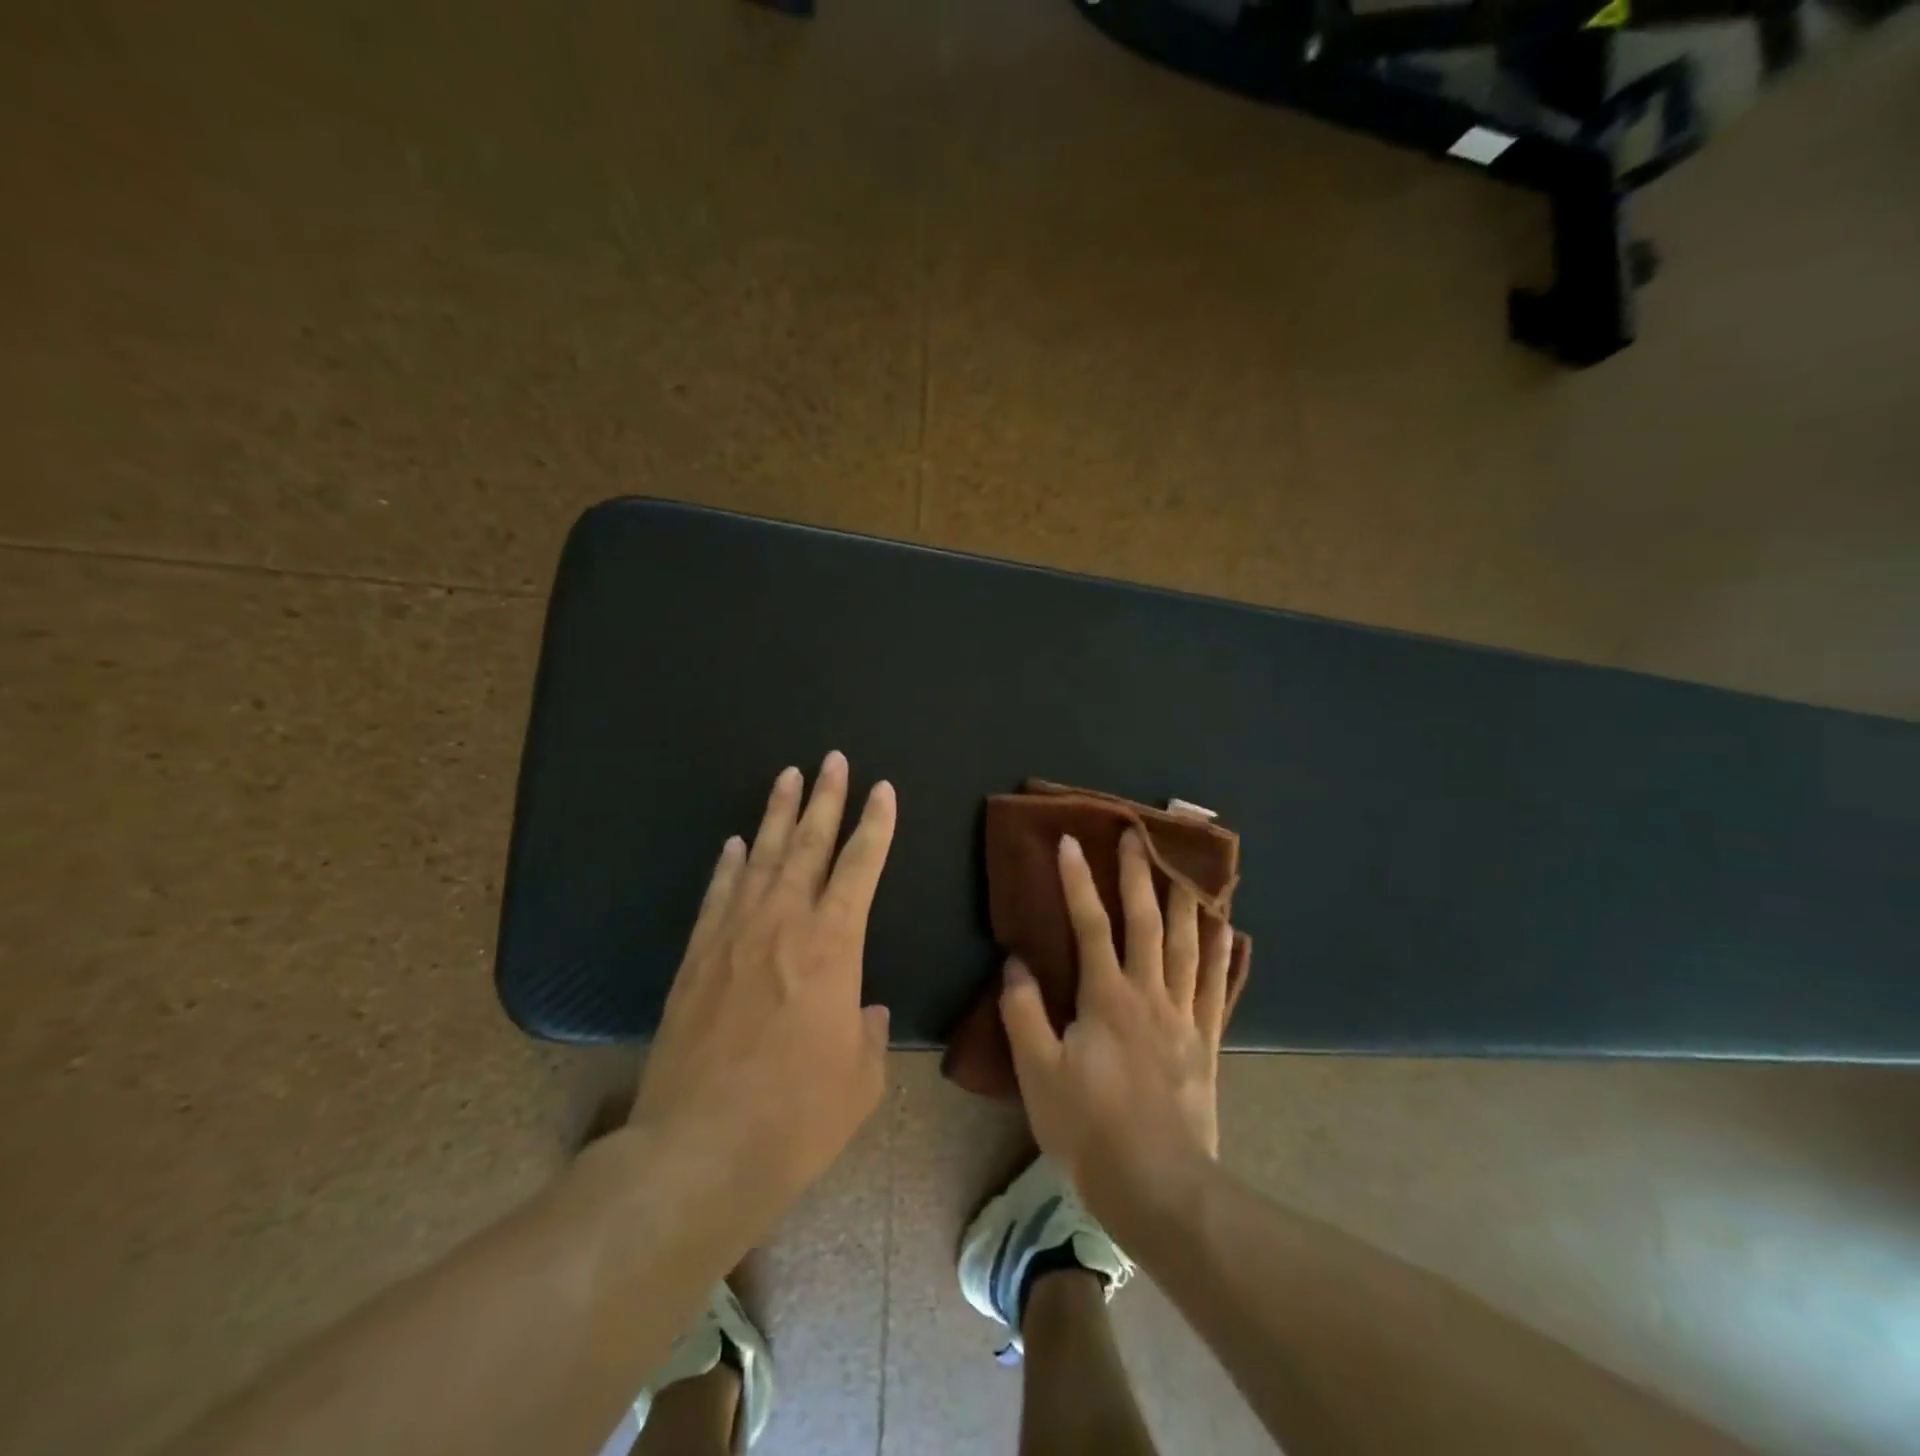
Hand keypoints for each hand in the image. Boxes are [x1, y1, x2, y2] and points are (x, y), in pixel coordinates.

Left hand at [629, 752, 894, 1237]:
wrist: (698, 1150)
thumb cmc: (797, 1116)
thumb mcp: (860, 1079)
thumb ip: (868, 1033)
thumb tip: (863, 1010)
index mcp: (834, 946)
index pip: (860, 867)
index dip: (875, 825)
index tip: (882, 789)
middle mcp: (784, 924)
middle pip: (808, 845)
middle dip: (825, 798)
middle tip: (832, 760)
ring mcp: (734, 936)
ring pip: (761, 858)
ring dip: (777, 815)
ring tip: (787, 776)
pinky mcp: (696, 958)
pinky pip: (718, 895)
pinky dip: (729, 865)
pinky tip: (736, 844)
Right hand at [999, 829, 1232, 1233]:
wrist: (1158, 1187)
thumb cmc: (1089, 1128)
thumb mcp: (1037, 1073)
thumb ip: (1023, 1013)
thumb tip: (1016, 962)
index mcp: (1106, 997)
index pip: (1089, 925)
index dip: (1077, 881)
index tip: (1070, 842)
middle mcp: (1149, 995)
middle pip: (1146, 922)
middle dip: (1139, 875)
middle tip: (1137, 835)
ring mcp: (1184, 1017)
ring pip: (1187, 946)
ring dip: (1185, 901)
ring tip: (1188, 866)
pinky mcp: (1206, 1043)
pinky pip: (1217, 987)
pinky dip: (1223, 954)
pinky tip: (1229, 931)